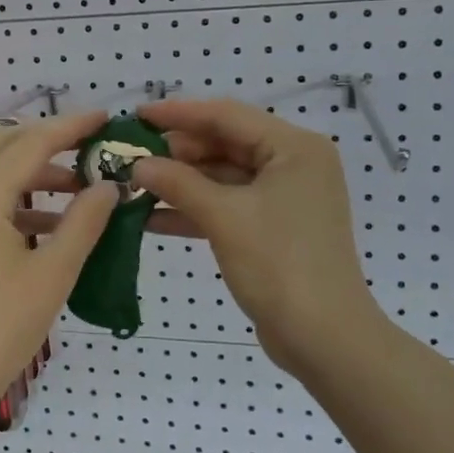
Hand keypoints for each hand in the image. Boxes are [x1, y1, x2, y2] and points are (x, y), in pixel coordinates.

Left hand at [0, 111, 118, 424]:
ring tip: (77, 188)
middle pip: (2, 146)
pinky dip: (13, 199)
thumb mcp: (53, 274)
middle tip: (89, 146)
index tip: (105, 118)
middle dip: (47, 140)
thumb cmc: (1, 328)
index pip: (31, 144)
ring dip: (31, 171)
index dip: (71, 128)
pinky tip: (46, 222)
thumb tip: (109, 186)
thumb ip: (84, 222)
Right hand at [129, 99, 380, 377]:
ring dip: (180, 182)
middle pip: (225, 144)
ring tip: (133, 184)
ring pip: (222, 177)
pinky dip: (194, 210)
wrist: (324, 339)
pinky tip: (150, 217)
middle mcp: (293, 164)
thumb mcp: (224, 218)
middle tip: (129, 156)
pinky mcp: (273, 227)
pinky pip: (228, 205)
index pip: (227, 115)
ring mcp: (284, 197)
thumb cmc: (279, 266)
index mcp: (294, 148)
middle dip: (176, 152)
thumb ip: (178, 183)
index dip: (178, 114)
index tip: (135, 115)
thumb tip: (137, 164)